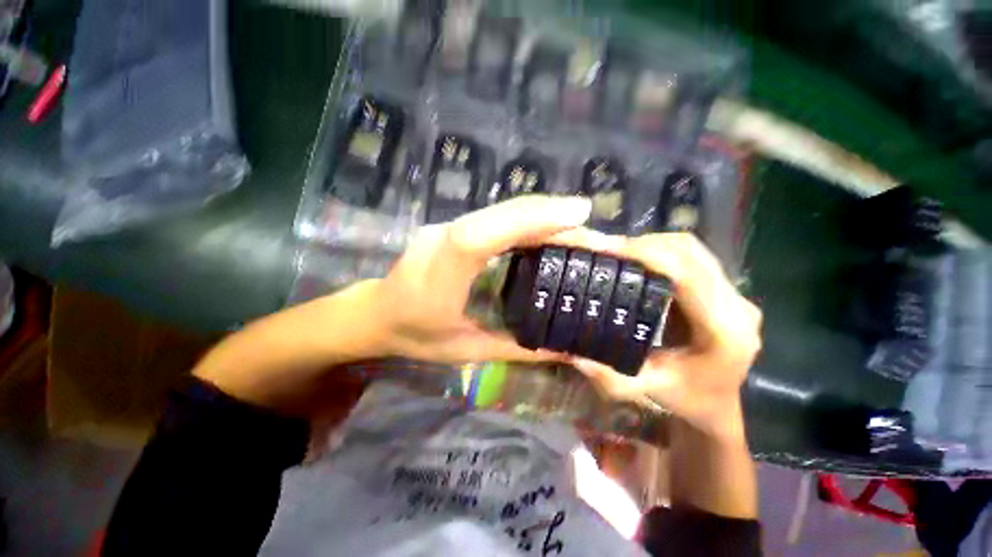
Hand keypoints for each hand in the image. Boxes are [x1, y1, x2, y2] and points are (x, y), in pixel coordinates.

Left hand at [370, 195, 623, 363]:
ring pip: (497, 211)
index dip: (528, 219)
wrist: (376, 314)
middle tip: (588, 219)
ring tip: (576, 222)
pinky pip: (493, 217)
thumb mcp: (467, 351)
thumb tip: (565, 349)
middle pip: (497, 214)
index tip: (577, 214)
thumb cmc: (417, 336)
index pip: (481, 235)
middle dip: (546, 212)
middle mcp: (442, 239)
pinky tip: (545, 226)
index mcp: (440, 274)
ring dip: (538, 212)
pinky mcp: (451, 226)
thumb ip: (517, 348)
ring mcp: (445, 227)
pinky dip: (524, 218)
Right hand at [570, 234, 761, 437]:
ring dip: (651, 244)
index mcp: (725, 328)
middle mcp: (735, 303)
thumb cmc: (690, 399)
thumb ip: (610, 377)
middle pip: (689, 252)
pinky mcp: (720, 288)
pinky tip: (636, 261)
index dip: (646, 255)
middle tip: (606, 250)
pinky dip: (659, 252)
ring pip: (690, 249)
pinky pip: (688, 256)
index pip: (685, 273)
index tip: (607, 249)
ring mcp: (732, 293)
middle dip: (643, 245)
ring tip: (617, 253)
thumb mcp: (647, 391)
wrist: (720, 403)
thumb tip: (572, 353)